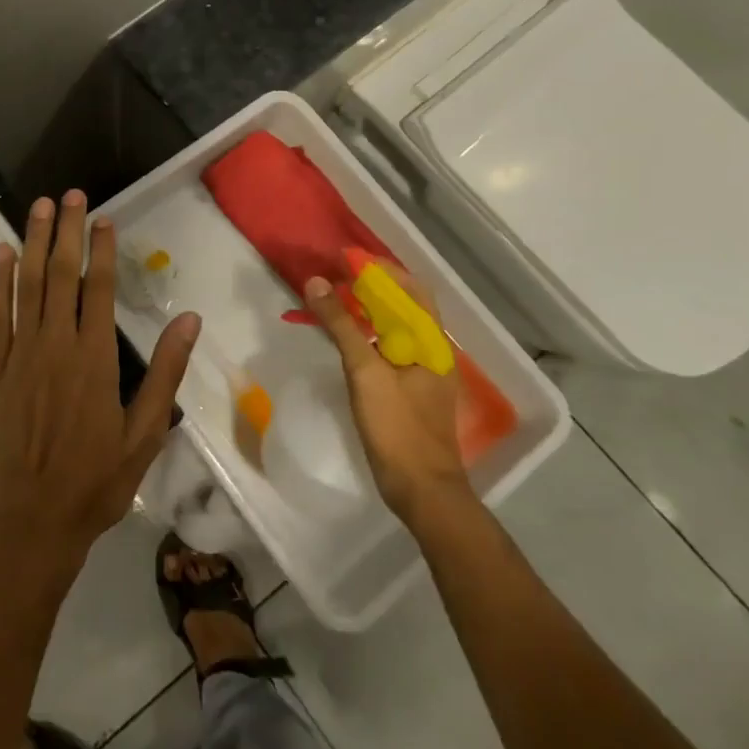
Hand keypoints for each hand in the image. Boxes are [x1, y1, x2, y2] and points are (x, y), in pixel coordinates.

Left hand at [0, 191, 201, 574]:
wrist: (30, 522)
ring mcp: (21, 354)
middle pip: (60, 275)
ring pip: (27, 285)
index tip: (103, 217)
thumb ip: (165, 374)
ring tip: (38, 206)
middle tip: (69, 194)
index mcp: (94, 358)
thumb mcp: (144, 434)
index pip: (99, 288)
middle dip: (66, 230)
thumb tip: (190, 321)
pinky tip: (1, 253)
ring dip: (33, 242)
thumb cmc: (94, 482)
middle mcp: (55, 345)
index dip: (101, 249)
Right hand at [304, 272, 471, 525]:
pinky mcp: (410, 390)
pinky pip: (389, 348)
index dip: (380, 269)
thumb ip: (342, 325)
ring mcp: (422, 372)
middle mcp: (432, 351)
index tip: (345, 259)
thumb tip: (317, 282)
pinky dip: (367, 333)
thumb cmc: (397, 427)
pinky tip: (345, 338)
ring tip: (334, 300)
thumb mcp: (365, 371)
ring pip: (396, 327)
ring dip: (368, 309)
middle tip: (334, 277)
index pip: (411, 288)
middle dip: (371, 286)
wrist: (422, 490)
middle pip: (404, 305)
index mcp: (430, 342)